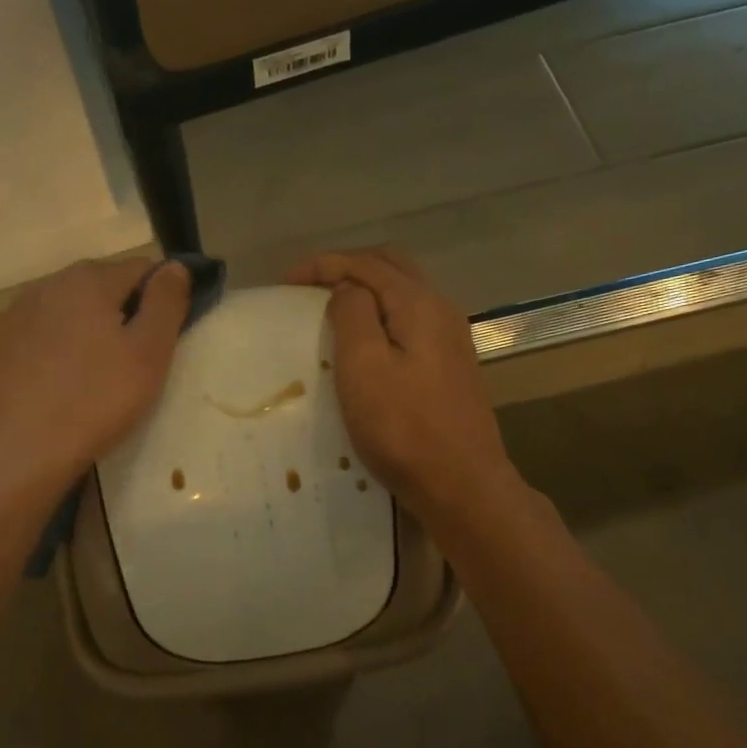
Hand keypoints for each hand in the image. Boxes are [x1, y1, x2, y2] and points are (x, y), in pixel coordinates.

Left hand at [0, 256, 190, 501]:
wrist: (14, 454)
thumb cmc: (94, 402)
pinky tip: (51, 388)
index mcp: (88, 281)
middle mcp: (45, 286)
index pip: (140, 269)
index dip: (159, 298)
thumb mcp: (149, 355)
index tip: (162, 337)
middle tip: (129, 363)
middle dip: (118, 313)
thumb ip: (166, 303)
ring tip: (88, 378)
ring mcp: (10, 317)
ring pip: (61, 313)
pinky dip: (46, 352)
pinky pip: (30, 339)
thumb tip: (175, 266)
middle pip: (97, 287)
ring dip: (80, 332)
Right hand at [287, 248, 518, 526]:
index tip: (285, 282)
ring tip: (329, 310)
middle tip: (307, 288)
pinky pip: (410, 320)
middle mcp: (440, 310)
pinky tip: (364, 342)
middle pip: (390, 267)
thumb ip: (352, 314)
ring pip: (403, 293)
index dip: (323, 265)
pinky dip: (380, 315)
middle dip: (347, 268)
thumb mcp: (364, 367)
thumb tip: (346, 289)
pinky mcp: (449, 365)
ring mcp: (450, 338)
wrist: (461, 484)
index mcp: (418, 304)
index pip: (366, 263)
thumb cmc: (403, 428)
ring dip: (365, 291)